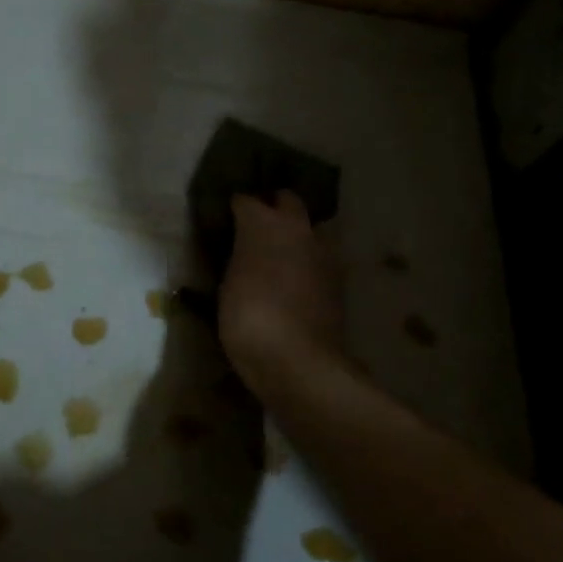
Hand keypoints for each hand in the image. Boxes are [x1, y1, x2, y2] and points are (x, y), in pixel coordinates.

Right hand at [219, 191, 346, 401]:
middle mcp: (298, 229)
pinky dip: (307, 260)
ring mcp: (323, 253)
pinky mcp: (338, 280)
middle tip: (255, 225)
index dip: (234, 207)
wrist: (297, 361)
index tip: (224, 217)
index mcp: (264, 224)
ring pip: (311, 227)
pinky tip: (294, 278)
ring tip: (278, 252)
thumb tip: (243, 251)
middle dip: (273, 206)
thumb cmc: (248, 319)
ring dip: (296, 233)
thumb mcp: (227, 286)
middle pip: (288, 201)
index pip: (246, 200)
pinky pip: (320, 257)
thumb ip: (238, 258)